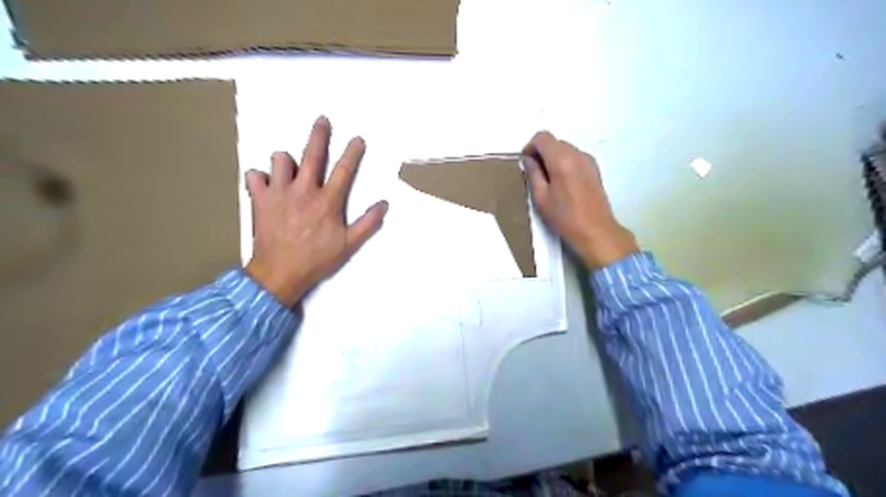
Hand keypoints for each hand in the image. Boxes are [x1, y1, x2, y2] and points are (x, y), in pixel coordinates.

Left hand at [240, 117, 388, 306]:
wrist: (280, 273)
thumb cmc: (317, 259)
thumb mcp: (349, 245)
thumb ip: (368, 224)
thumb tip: (384, 204)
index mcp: (327, 202)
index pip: (344, 171)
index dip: (353, 152)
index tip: (358, 138)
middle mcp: (304, 191)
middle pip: (313, 155)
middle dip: (319, 135)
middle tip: (322, 120)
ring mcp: (279, 193)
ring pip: (280, 160)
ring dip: (286, 161)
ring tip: (290, 169)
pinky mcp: (260, 199)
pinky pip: (254, 176)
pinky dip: (260, 178)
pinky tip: (266, 185)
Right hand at [521, 131, 637, 267]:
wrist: (596, 231)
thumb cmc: (565, 217)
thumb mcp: (541, 198)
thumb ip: (533, 174)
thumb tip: (528, 159)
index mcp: (562, 160)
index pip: (542, 137)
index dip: (530, 146)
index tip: (526, 163)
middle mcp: (577, 154)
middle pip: (554, 142)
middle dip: (541, 153)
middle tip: (534, 174)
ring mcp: (589, 160)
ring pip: (565, 149)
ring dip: (553, 158)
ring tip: (549, 181)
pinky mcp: (595, 169)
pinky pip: (575, 157)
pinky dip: (565, 163)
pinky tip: (563, 184)